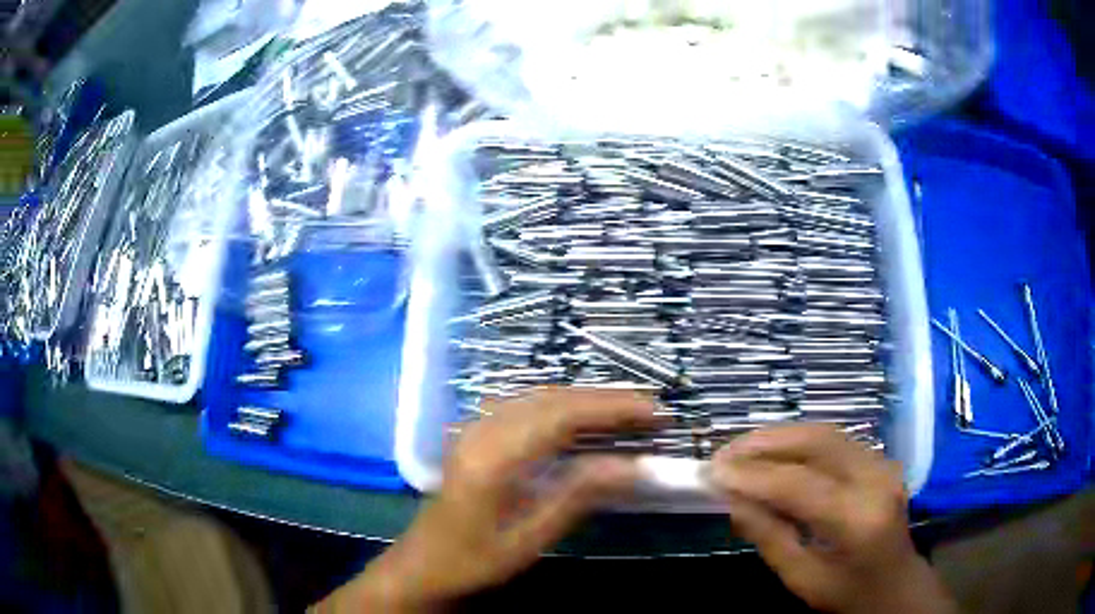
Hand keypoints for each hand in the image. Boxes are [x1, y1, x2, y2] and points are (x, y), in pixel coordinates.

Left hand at [320, 388, 659, 611]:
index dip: (612, 408)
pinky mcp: (475, 434)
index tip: (654, 411)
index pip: (563, 416)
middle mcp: (483, 431)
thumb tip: (633, 465)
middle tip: (650, 409)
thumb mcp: (530, 538)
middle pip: (552, 398)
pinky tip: (582, 418)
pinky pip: (524, 405)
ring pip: (538, 396)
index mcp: (494, 458)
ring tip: (626, 411)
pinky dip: (562, 405)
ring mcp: (475, 428)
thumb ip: (578, 496)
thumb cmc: (476, 559)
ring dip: (585, 399)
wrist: (423, 563)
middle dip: (606, 399)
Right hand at [709, 425, 957, 613]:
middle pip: (817, 442)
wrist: (896, 585)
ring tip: (741, 449)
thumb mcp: (802, 578)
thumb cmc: (847, 593)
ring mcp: (883, 465)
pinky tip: (774, 453)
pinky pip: (835, 441)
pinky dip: (799, 442)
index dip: (753, 475)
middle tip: (725, 453)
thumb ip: (769, 536)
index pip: (800, 485)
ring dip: (780, 437)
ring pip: (826, 432)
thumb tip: (733, 499)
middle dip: (765, 443)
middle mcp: (877, 480)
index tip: (713, 472)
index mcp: (859, 520)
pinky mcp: (881, 460)